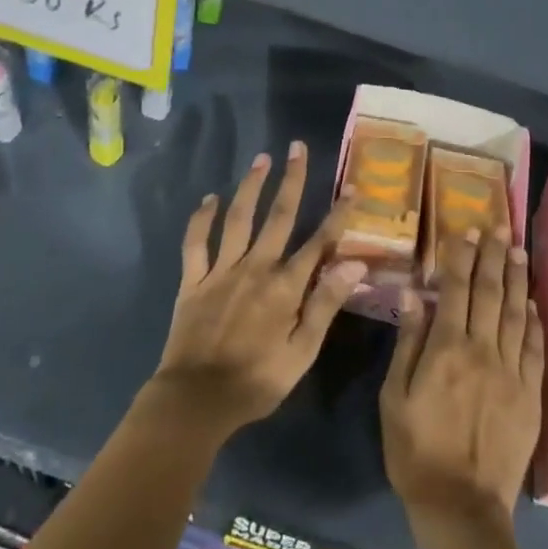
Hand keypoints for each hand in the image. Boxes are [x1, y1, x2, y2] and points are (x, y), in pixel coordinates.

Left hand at [150, 142, 364, 437]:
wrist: (196, 400)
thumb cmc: (257, 381)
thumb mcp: (302, 352)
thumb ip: (325, 305)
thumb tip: (355, 265)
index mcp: (285, 287)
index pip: (319, 242)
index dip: (338, 214)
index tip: (353, 187)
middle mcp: (255, 268)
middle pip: (278, 216)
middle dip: (292, 180)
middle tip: (297, 148)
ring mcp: (221, 271)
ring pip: (238, 218)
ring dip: (250, 186)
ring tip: (261, 159)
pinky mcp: (192, 280)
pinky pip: (195, 243)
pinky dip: (201, 219)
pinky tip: (209, 199)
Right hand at [381, 224, 543, 525]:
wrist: (461, 506)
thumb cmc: (415, 450)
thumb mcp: (394, 397)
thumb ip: (408, 342)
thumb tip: (415, 294)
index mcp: (446, 349)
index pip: (456, 290)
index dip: (462, 258)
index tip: (467, 232)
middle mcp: (483, 351)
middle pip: (490, 293)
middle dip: (494, 257)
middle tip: (499, 228)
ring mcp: (511, 373)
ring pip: (516, 314)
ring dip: (517, 279)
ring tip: (519, 251)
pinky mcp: (530, 395)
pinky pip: (535, 349)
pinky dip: (534, 322)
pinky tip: (532, 303)